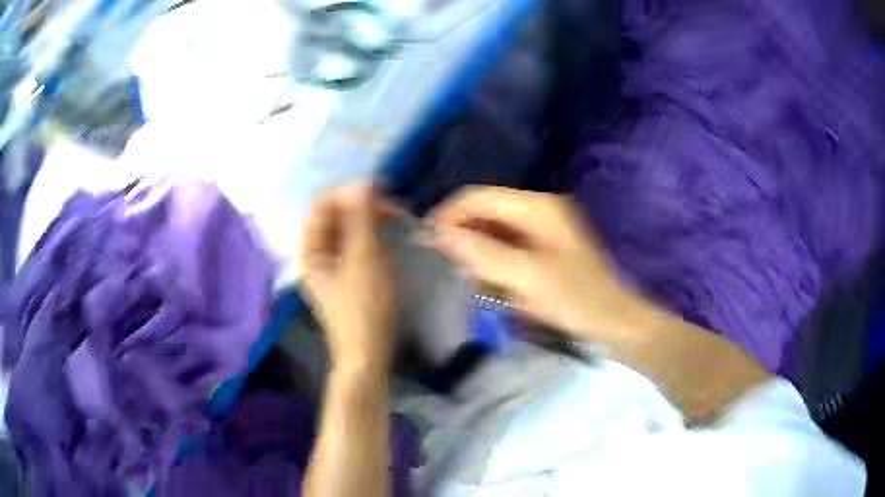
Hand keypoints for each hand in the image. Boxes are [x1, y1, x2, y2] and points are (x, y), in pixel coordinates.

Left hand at [301, 183, 396, 373]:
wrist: (368, 354)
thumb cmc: (365, 308)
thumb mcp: (364, 259)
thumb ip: (361, 219)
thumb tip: (362, 183)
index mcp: (311, 250)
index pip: (323, 205)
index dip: (350, 193)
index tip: (382, 192)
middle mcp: (316, 254)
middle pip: (335, 216)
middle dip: (363, 207)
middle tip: (396, 209)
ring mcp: (331, 266)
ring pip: (347, 229)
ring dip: (370, 220)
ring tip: (397, 221)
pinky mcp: (346, 275)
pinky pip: (355, 244)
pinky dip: (372, 236)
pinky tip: (389, 240)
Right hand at [431, 186, 662, 344]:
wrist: (616, 323)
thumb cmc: (577, 299)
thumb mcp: (528, 277)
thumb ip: (483, 253)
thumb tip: (440, 234)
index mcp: (538, 207)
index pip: (480, 197)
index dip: (450, 214)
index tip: (427, 241)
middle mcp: (538, 211)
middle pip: (486, 213)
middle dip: (464, 236)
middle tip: (451, 268)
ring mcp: (542, 231)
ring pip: (494, 233)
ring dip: (479, 253)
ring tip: (472, 280)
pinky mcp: (544, 251)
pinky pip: (507, 250)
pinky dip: (494, 265)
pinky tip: (493, 285)